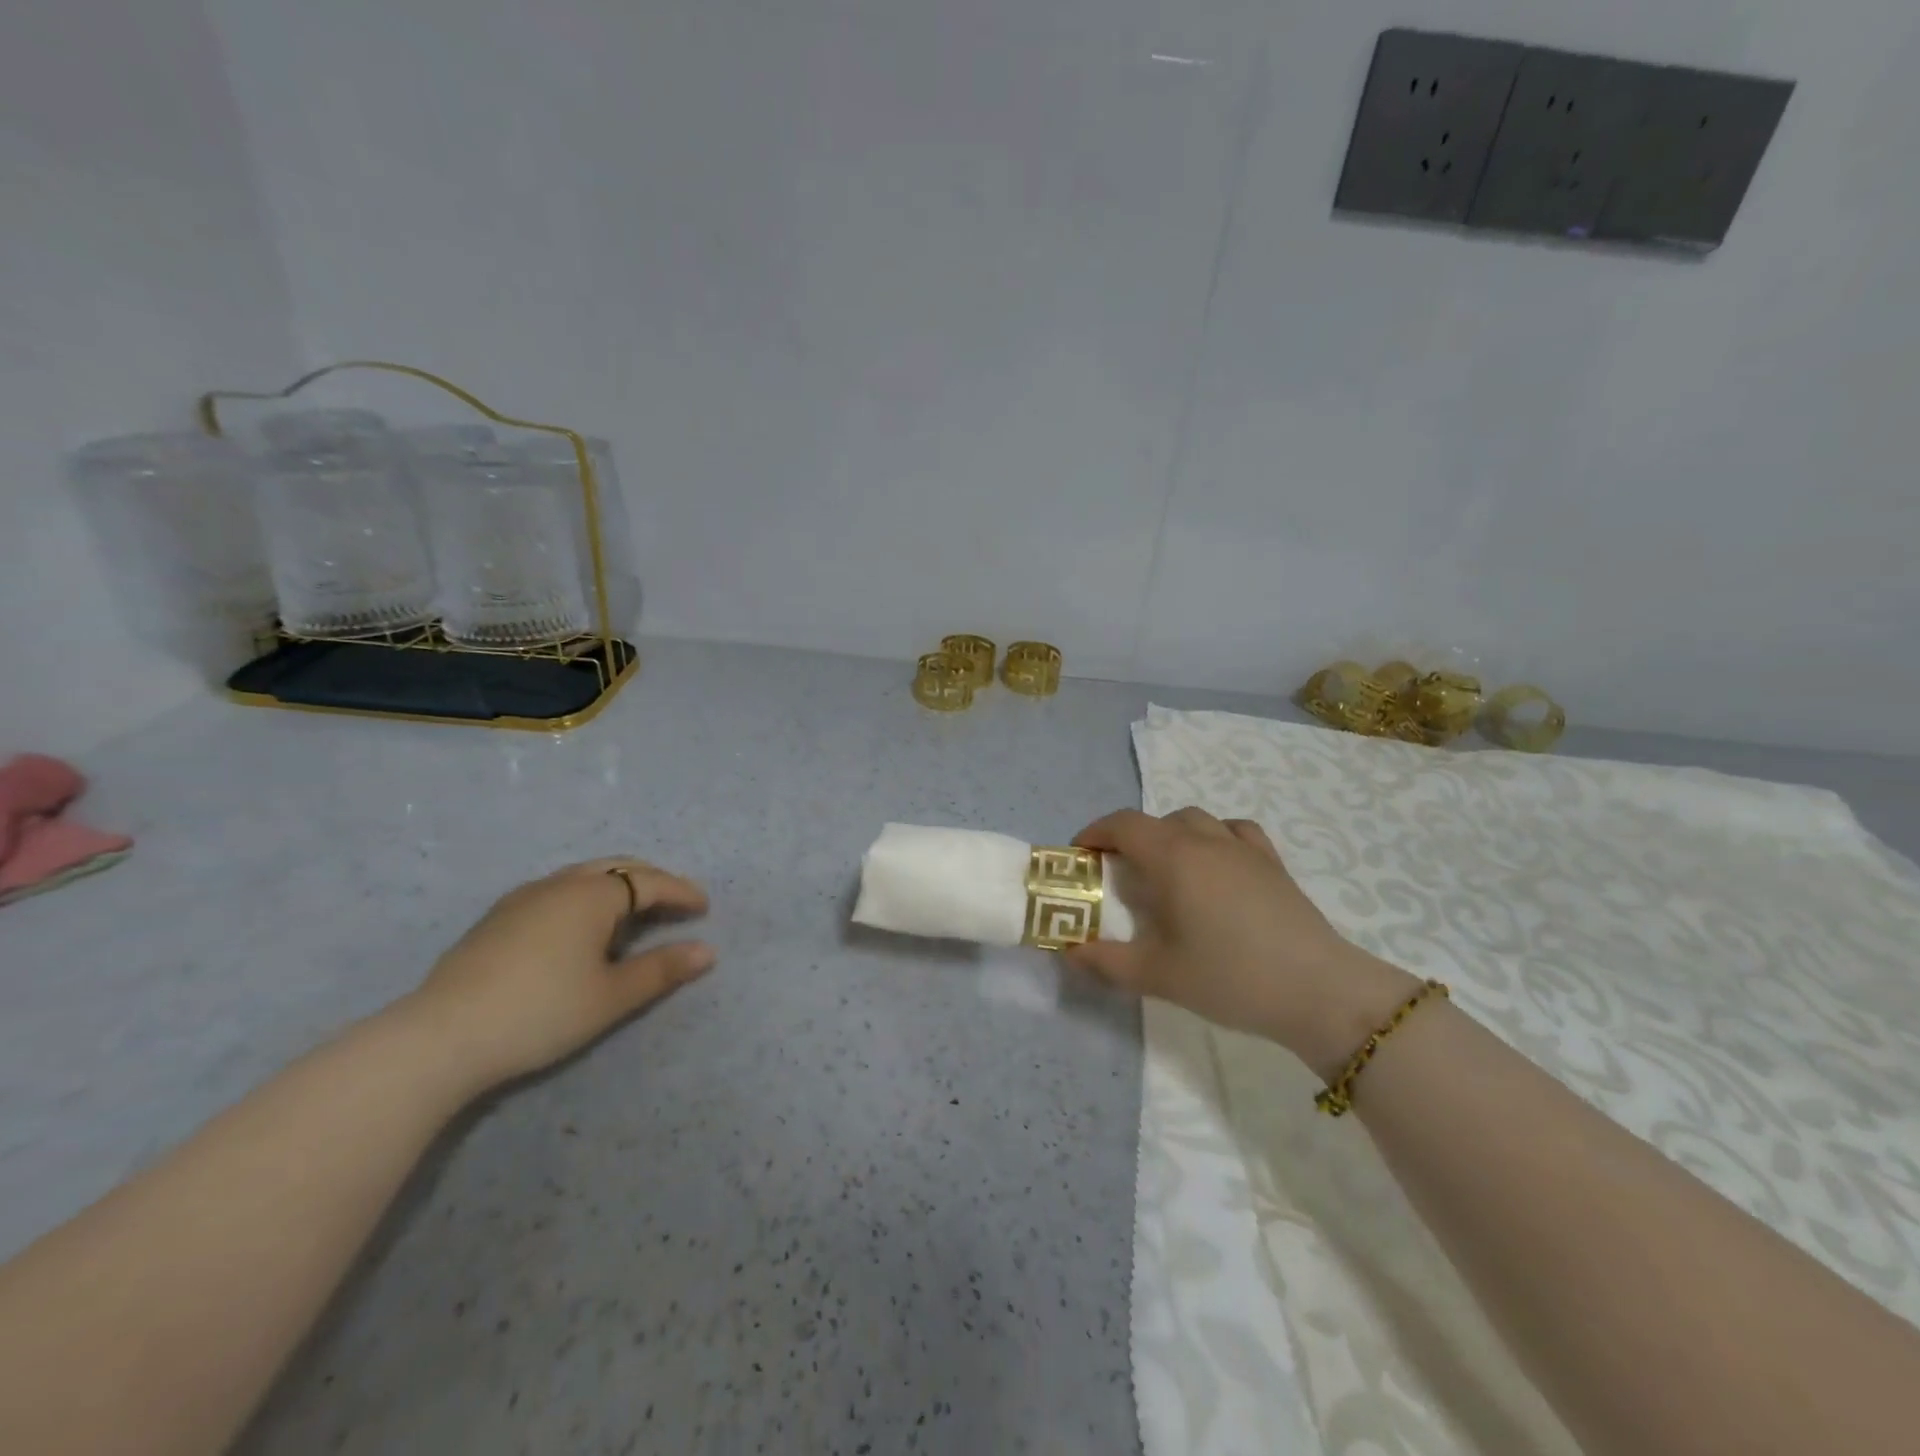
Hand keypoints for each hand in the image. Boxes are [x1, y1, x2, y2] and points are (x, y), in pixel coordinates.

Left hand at [401, 857, 714, 1092]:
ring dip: (617, 887)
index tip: (704, 908)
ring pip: (583, 876)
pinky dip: (586, 897)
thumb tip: (707, 951)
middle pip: (617, 867)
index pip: (650, 882)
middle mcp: (559, 884)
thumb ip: (662, 970)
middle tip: (675, 903)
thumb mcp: (611, 996)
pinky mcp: (497, 918)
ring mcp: (523, 898)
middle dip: (652, 881)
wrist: (439, 1037)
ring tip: (634, 914)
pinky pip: (557, 891)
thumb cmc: (540, 1012)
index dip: (681, 892)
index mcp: (592, 895)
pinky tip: (581, 928)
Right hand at [1065, 808, 1415, 1074]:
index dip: (1095, 833)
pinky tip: (1217, 865)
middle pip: (1158, 821)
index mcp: (1173, 857)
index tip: (1080, 855)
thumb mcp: (1158, 976)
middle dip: (1131, 839)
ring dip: (1171, 835)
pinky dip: (1215, 837)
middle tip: (1120, 875)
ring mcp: (1244, 848)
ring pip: (1197, 820)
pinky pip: (1236, 831)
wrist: (1319, 991)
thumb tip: (1070, 952)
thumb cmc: (1230, 977)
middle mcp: (1206, 840)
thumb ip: (1107, 962)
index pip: (1123, 825)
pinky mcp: (1273, 864)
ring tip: (1167, 871)